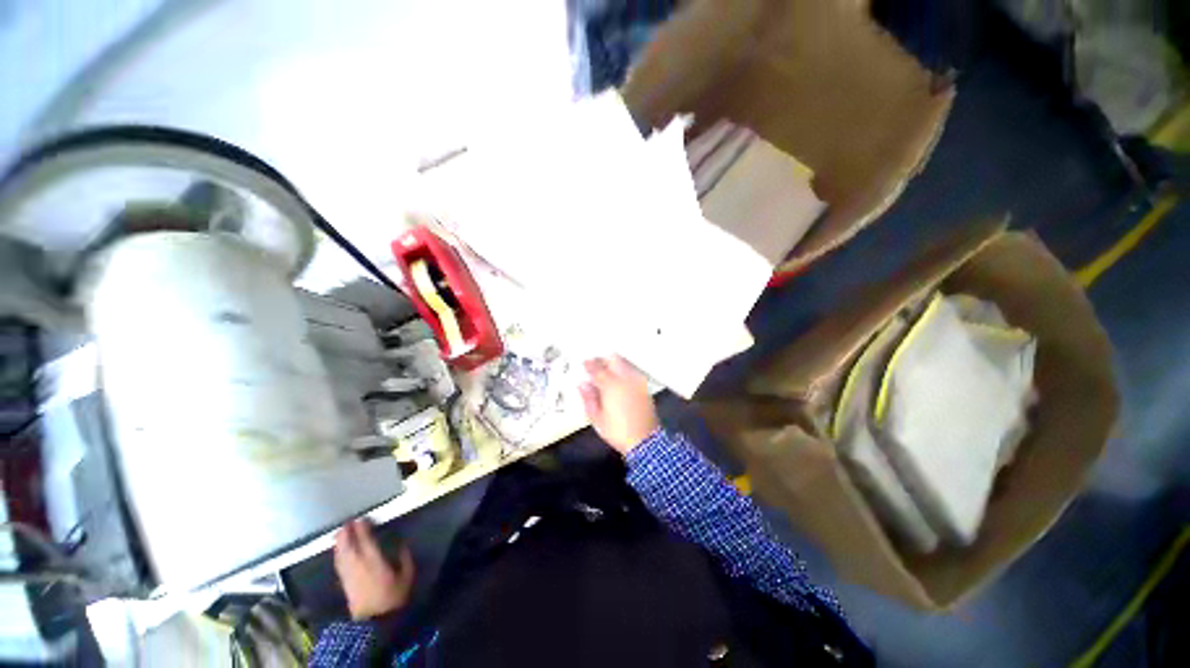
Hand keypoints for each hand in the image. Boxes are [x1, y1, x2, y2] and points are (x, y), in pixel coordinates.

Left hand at [333, 519, 414, 619]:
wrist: (375, 621)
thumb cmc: (393, 597)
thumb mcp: (406, 576)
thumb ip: (404, 558)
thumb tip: (402, 544)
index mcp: (374, 560)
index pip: (365, 540)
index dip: (363, 528)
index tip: (363, 518)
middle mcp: (358, 564)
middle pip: (348, 545)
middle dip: (347, 532)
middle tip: (349, 522)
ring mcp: (349, 573)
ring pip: (341, 553)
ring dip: (340, 542)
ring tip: (340, 532)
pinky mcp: (344, 582)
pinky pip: (338, 563)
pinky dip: (337, 553)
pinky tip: (338, 550)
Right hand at [579, 356, 658, 455]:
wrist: (645, 441)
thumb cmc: (618, 431)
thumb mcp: (597, 418)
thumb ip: (588, 398)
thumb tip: (583, 385)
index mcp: (611, 385)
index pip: (597, 368)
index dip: (589, 364)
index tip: (584, 364)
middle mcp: (625, 378)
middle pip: (613, 359)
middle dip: (603, 360)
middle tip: (595, 366)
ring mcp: (637, 381)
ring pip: (624, 363)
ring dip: (614, 364)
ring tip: (606, 373)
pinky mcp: (645, 387)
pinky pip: (632, 372)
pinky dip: (624, 371)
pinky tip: (619, 381)